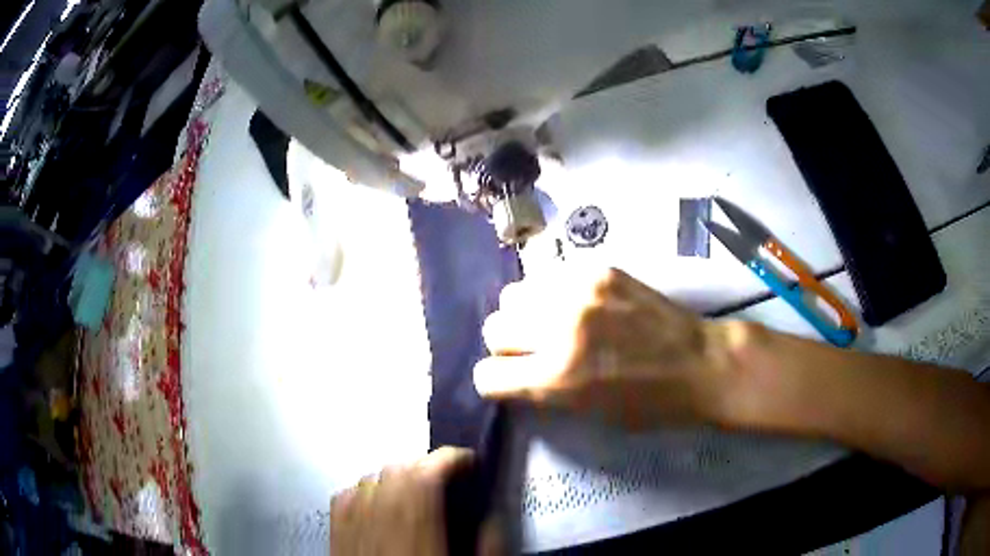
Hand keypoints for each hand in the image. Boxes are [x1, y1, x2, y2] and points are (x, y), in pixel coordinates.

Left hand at [330, 447, 502, 555]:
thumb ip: (489, 547)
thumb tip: (495, 519)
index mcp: (417, 532)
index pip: (426, 476)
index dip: (449, 459)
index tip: (468, 461)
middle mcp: (380, 522)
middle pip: (396, 470)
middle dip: (425, 465)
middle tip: (446, 477)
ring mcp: (353, 527)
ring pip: (370, 479)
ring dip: (395, 477)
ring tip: (414, 490)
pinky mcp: (336, 535)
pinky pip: (345, 498)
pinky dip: (364, 492)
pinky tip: (376, 504)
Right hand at [474, 267, 745, 428]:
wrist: (700, 363)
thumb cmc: (650, 405)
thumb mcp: (589, 415)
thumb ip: (544, 393)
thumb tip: (514, 374)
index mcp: (557, 378)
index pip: (487, 375)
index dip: (496, 381)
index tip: (511, 380)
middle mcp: (559, 329)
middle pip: (493, 328)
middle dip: (507, 345)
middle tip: (533, 351)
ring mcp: (579, 292)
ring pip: (513, 295)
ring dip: (525, 314)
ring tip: (551, 322)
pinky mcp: (598, 270)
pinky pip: (549, 277)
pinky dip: (552, 294)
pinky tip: (576, 305)